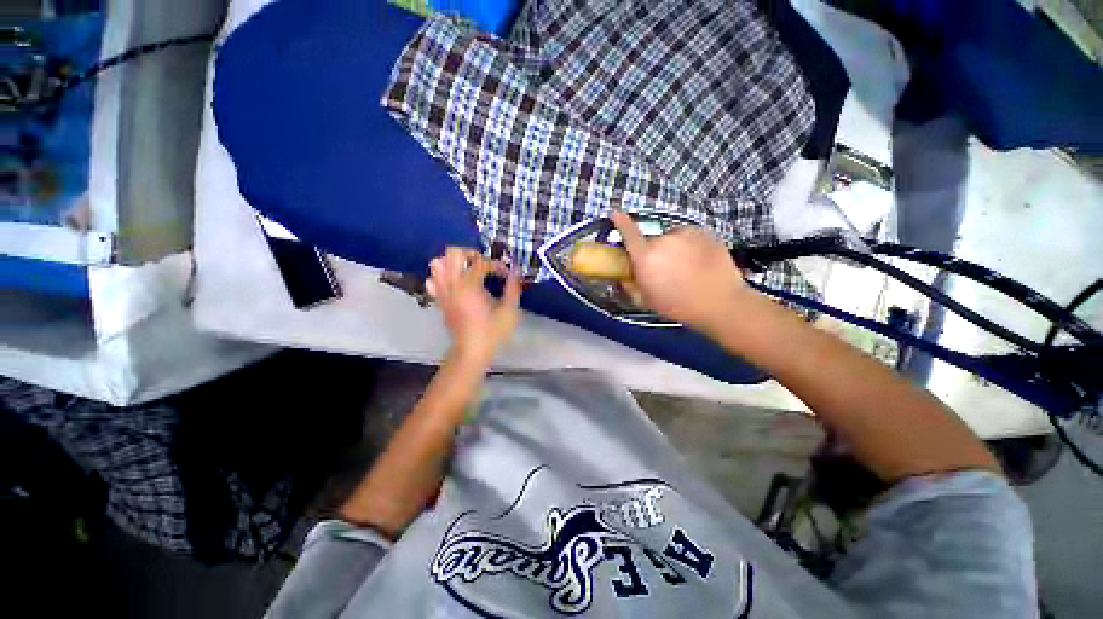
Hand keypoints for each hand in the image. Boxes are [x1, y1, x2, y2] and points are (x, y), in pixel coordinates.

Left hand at [426, 248, 522, 363]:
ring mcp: (442, 292)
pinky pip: (432, 280)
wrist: (471, 351)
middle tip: (482, 264)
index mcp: (470, 285)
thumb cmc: (492, 332)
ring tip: (467, 271)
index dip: (496, 265)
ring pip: (437, 264)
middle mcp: (452, 284)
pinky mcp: (439, 300)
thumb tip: (516, 271)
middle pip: (453, 253)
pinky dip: (441, 277)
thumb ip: (513, 288)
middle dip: (470, 253)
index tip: (506, 274)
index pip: (481, 262)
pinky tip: (455, 284)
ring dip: (452, 262)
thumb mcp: (509, 311)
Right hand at [611, 211, 748, 331]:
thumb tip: (623, 277)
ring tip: (685, 266)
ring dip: (673, 247)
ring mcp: (686, 233)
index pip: (628, 233)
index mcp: (646, 256)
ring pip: (672, 237)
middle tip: (664, 269)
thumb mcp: (646, 301)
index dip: (620, 221)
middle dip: (653, 251)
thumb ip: (630, 286)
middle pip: (652, 240)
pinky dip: (690, 245)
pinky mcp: (705, 232)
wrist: (720, 303)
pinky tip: (699, 261)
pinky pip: (690, 236)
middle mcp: (663, 239)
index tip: (615, 213)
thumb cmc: (678, 306)